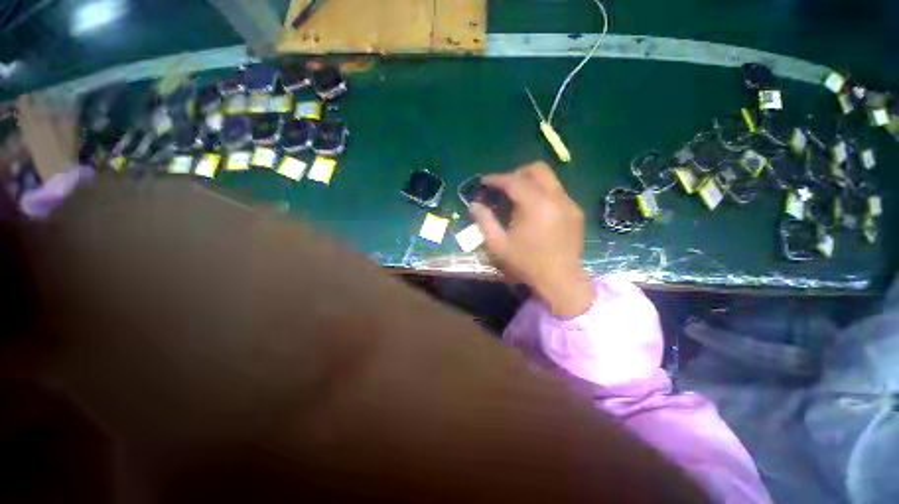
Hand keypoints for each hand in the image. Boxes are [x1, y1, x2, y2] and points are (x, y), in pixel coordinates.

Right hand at [471, 162, 594, 318]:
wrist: (560, 280)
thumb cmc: (526, 263)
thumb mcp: (498, 245)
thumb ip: (484, 221)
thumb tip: (474, 205)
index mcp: (535, 205)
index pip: (514, 180)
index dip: (496, 178)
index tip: (484, 181)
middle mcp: (555, 198)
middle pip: (537, 169)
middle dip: (517, 173)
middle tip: (504, 187)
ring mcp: (569, 204)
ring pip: (550, 179)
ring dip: (531, 182)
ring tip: (518, 199)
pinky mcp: (575, 212)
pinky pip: (557, 192)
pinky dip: (542, 193)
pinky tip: (535, 211)